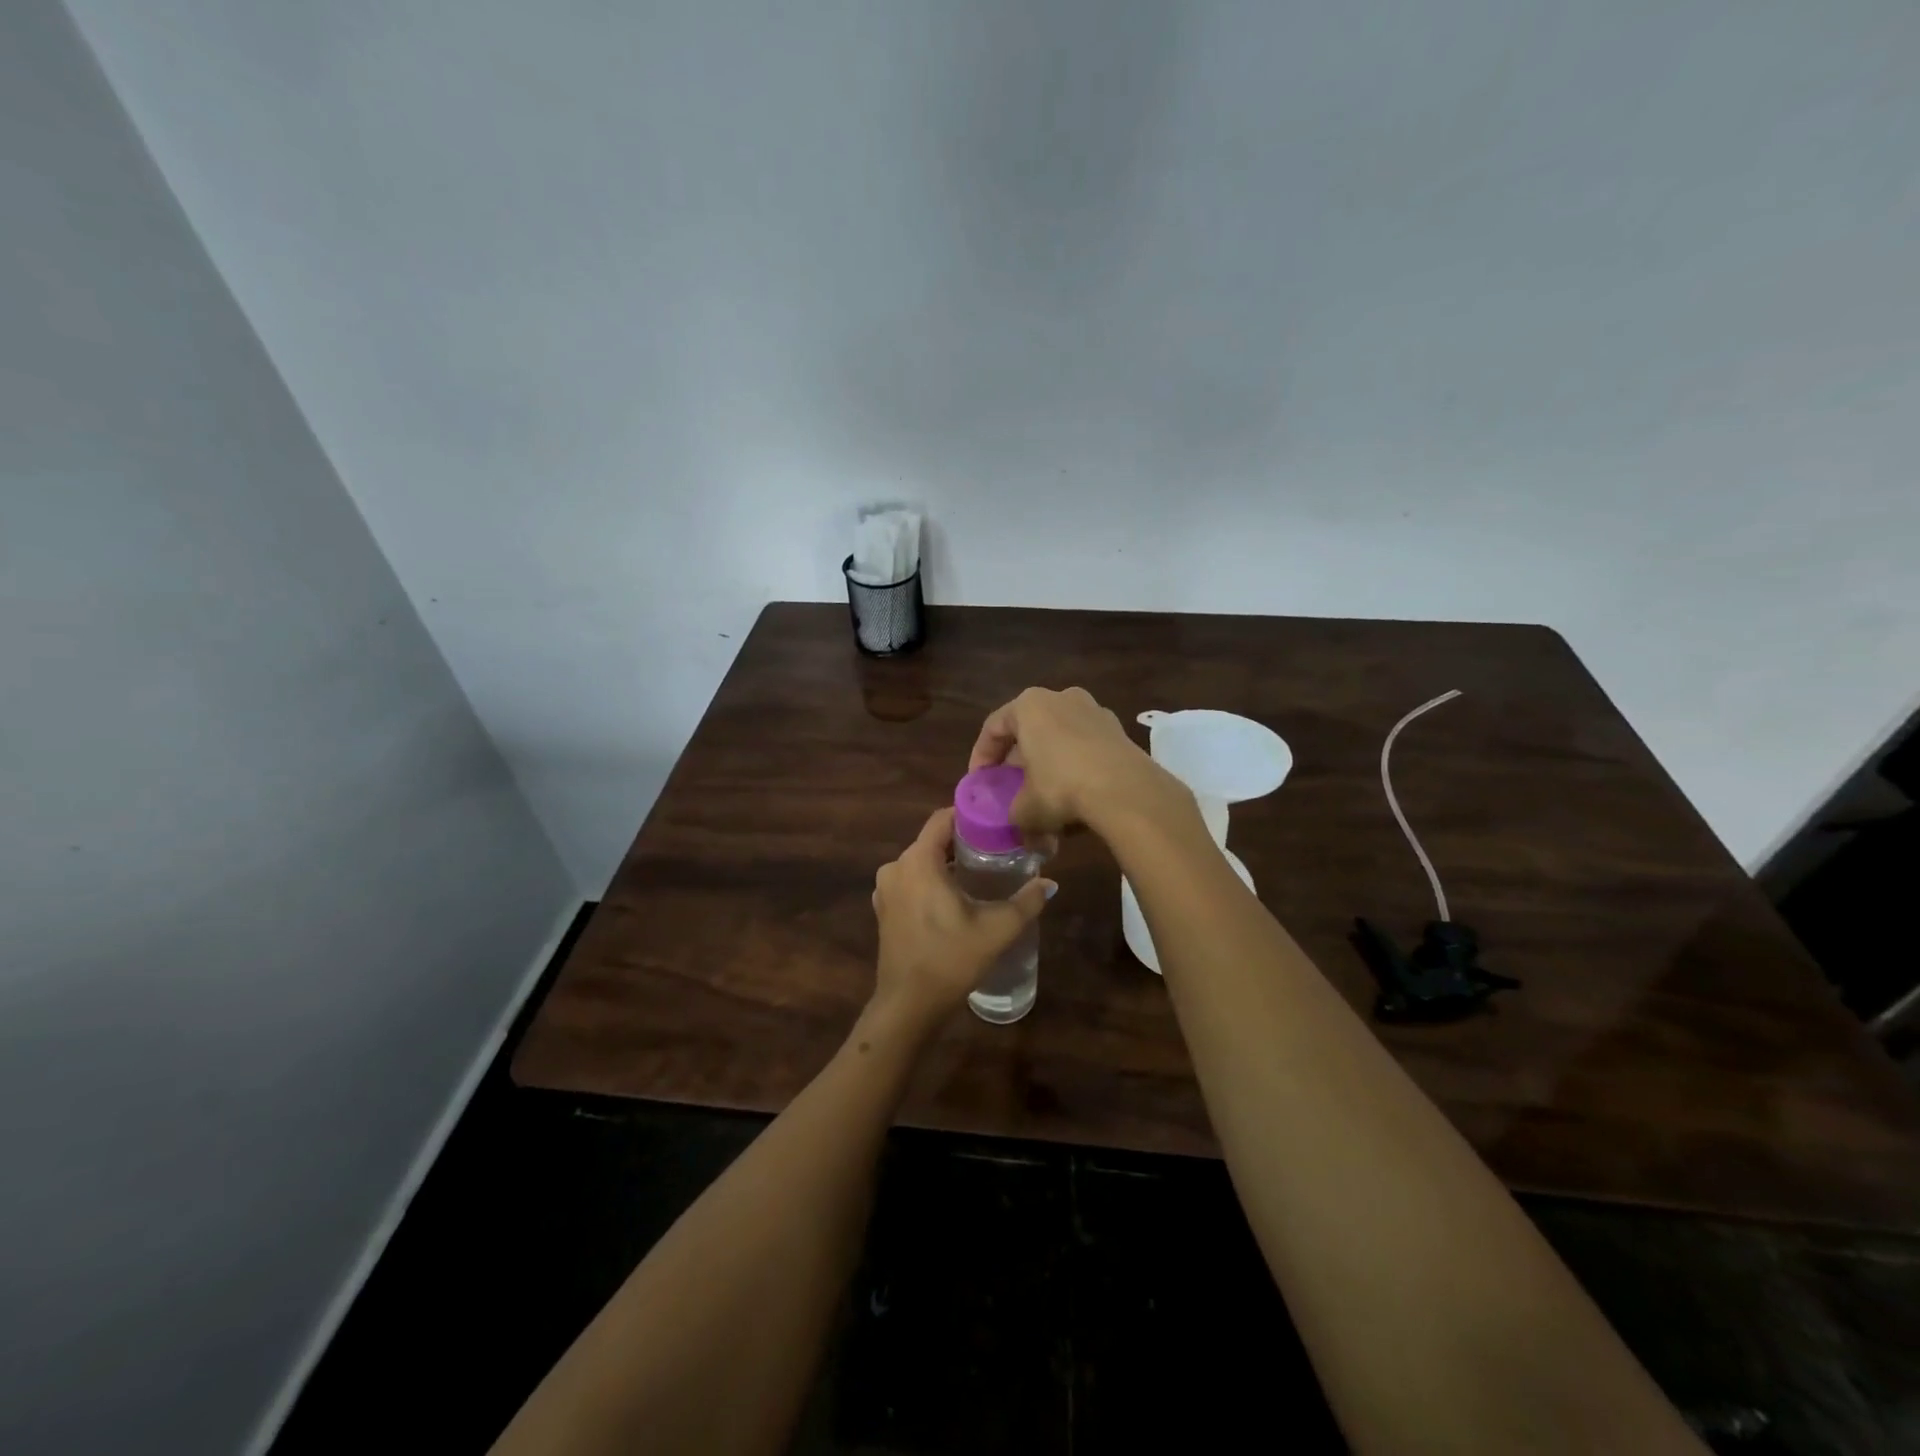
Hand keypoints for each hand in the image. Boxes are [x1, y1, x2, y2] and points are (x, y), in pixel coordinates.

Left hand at [870, 808, 1054, 1032]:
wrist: (908, 1005)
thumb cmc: (951, 959)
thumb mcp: (996, 929)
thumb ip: (1026, 901)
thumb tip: (1049, 883)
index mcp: (918, 861)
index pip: (942, 818)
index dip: (969, 814)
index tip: (996, 820)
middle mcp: (896, 866)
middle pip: (933, 840)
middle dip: (963, 841)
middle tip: (997, 848)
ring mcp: (885, 889)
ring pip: (921, 862)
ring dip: (947, 863)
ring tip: (981, 872)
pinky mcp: (884, 909)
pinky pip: (911, 881)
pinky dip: (931, 881)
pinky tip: (955, 897)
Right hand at [967, 686, 1188, 836]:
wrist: (1126, 791)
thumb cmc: (1061, 788)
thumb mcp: (1025, 809)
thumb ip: (1014, 814)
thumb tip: (1022, 829)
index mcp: (1029, 705)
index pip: (994, 727)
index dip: (982, 757)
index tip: (979, 782)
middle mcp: (1061, 697)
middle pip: (1029, 729)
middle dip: (1018, 761)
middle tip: (1011, 788)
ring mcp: (1095, 710)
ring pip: (1060, 737)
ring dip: (1049, 763)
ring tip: (1044, 795)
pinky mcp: (1119, 730)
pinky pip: (1086, 747)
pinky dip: (1076, 766)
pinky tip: (1076, 796)